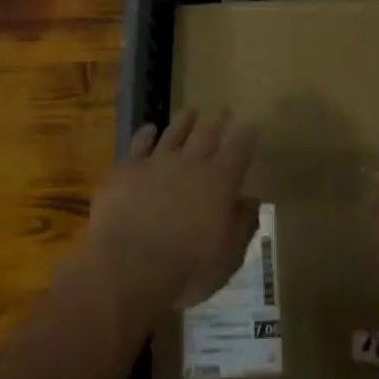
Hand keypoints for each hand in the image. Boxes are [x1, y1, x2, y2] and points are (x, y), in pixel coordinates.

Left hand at [84, 107, 257, 325]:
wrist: (128, 267)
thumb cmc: (186, 269)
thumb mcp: (227, 257)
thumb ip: (242, 225)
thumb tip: (251, 201)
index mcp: (220, 182)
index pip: (240, 148)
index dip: (247, 135)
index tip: (251, 127)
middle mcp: (192, 163)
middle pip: (208, 132)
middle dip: (218, 120)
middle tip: (223, 109)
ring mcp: (157, 162)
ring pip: (175, 131)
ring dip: (185, 120)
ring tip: (191, 111)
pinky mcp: (127, 169)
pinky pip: (139, 143)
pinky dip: (146, 133)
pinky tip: (150, 129)